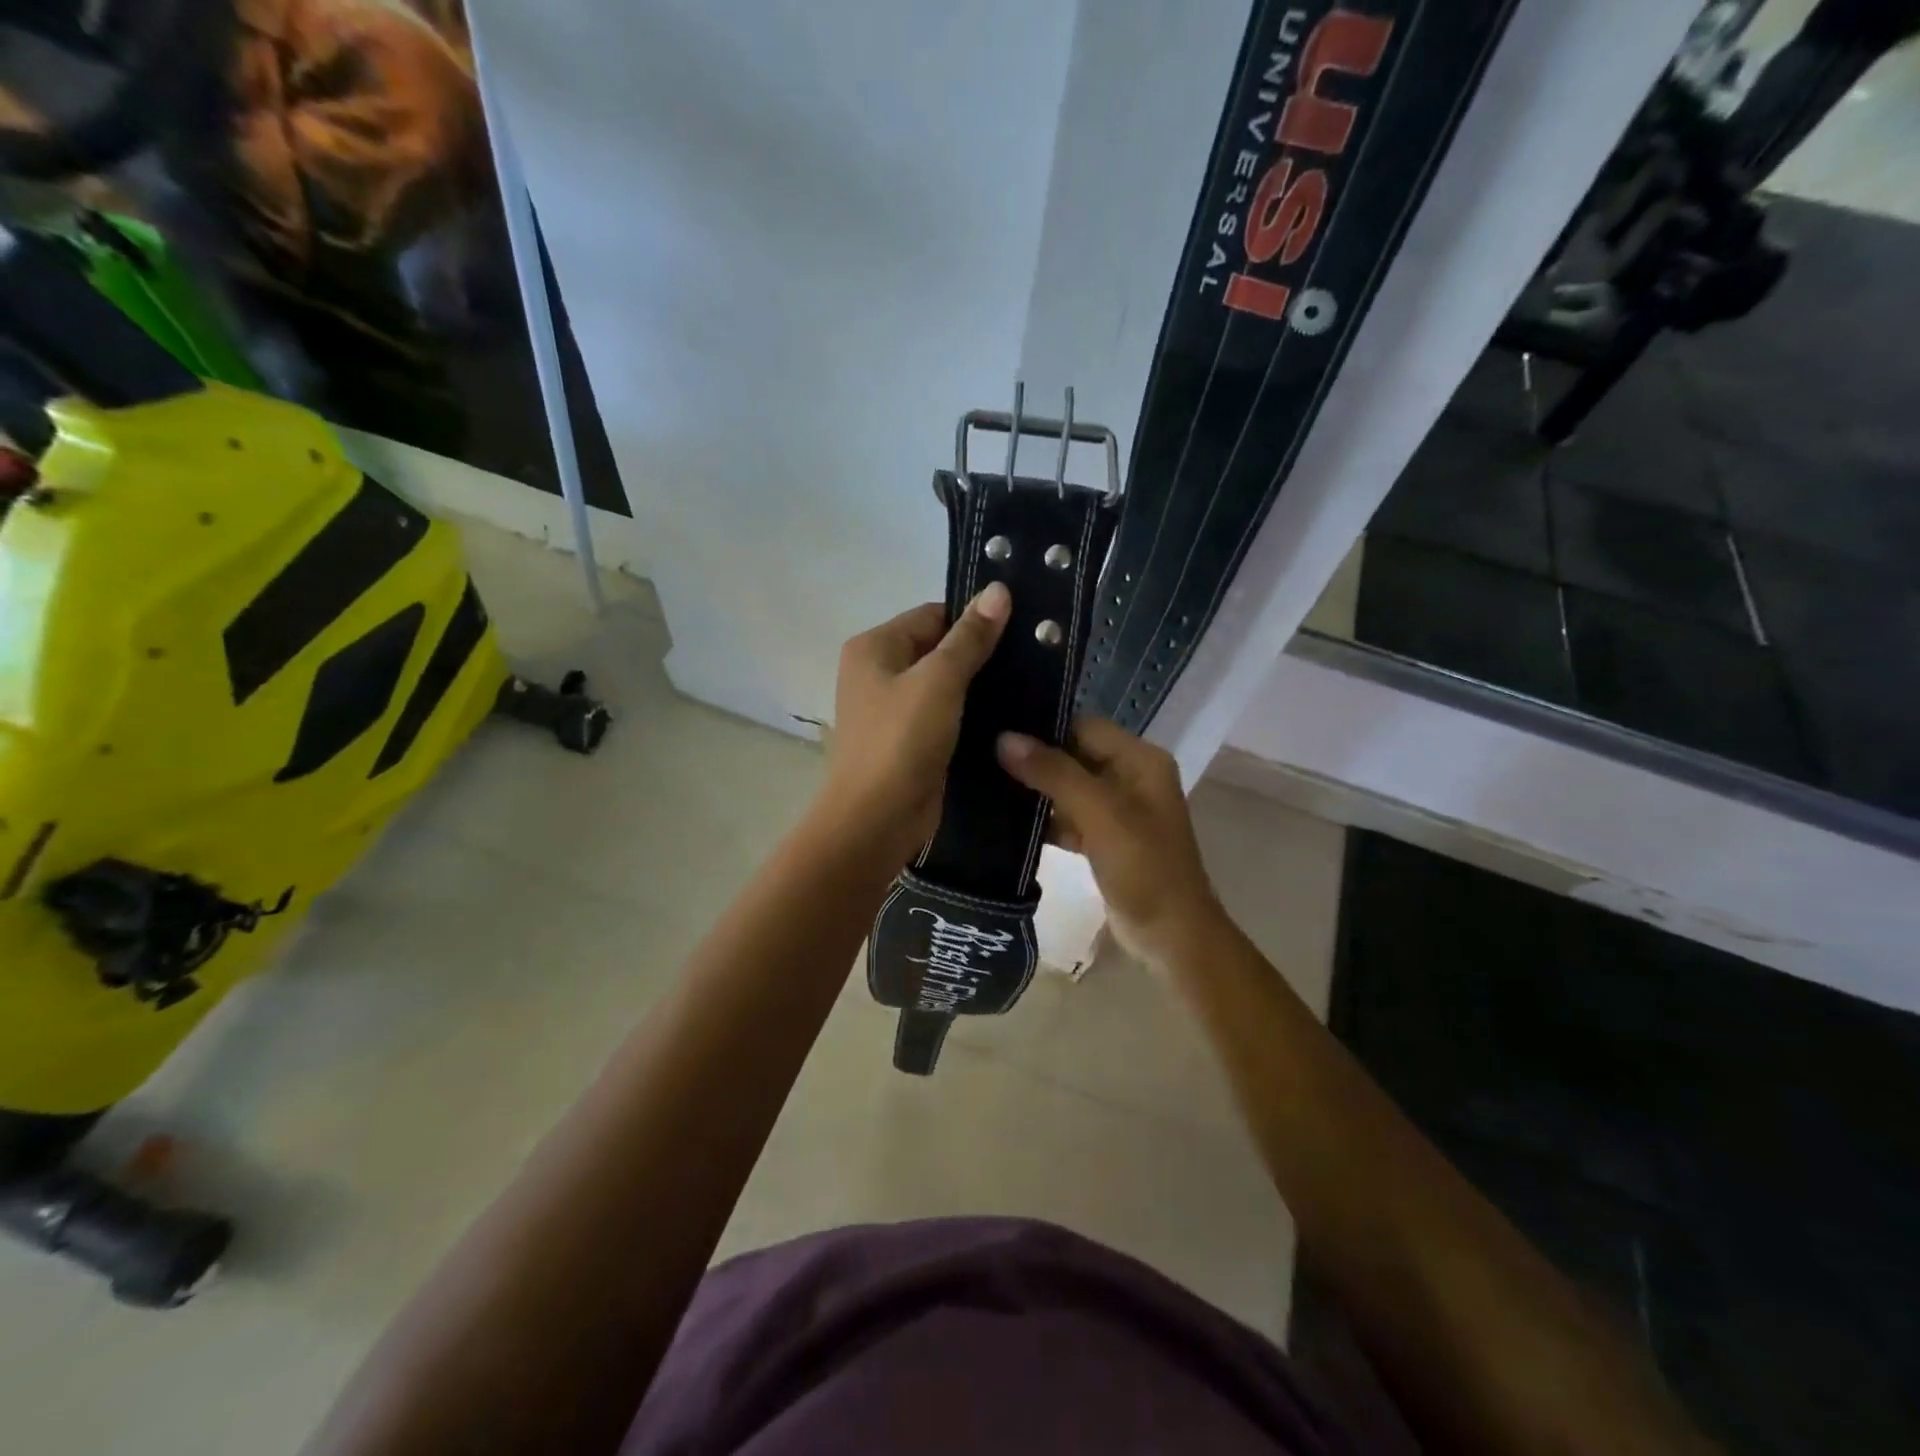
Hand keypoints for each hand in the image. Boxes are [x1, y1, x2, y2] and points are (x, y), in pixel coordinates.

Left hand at [820, 584, 1010, 866]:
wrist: (876, 820)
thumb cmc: (901, 742)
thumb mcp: (939, 682)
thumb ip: (969, 637)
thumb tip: (998, 589)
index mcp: (874, 646)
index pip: (933, 615)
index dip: (975, 620)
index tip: (1022, 628)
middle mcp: (878, 672)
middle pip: (938, 648)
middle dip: (980, 654)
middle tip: (1033, 657)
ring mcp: (892, 709)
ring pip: (945, 685)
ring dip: (979, 686)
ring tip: (1030, 684)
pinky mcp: (910, 740)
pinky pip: (945, 715)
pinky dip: (971, 714)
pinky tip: (1009, 716)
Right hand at [997, 718, 1222, 965]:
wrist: (1172, 936)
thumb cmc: (1143, 868)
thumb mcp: (1099, 814)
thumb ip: (1053, 773)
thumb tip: (1004, 738)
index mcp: (1140, 760)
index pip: (1083, 726)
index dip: (1043, 727)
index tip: (996, 730)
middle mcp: (1131, 776)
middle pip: (1074, 754)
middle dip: (1034, 759)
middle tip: (982, 758)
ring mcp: (1119, 810)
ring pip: (1068, 787)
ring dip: (1036, 790)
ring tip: (986, 784)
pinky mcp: (1105, 838)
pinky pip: (1070, 817)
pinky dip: (1046, 820)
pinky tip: (1008, 823)